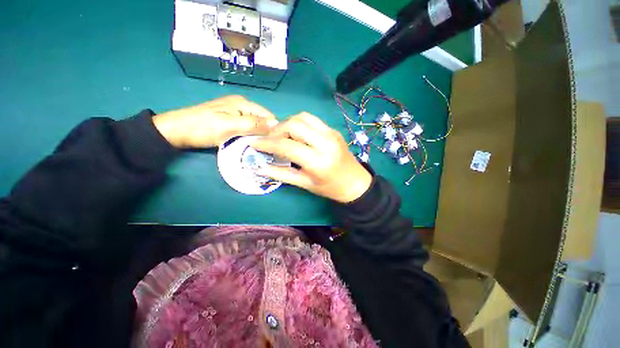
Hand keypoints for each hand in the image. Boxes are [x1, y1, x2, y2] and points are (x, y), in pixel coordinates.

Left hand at [152, 95, 277, 147]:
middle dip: (265, 133)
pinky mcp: (230, 119)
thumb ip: (253, 124)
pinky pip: (246, 128)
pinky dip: (249, 136)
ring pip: (255, 125)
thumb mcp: (230, 126)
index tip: (273, 144)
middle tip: (265, 148)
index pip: (268, 116)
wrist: (176, 131)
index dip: (273, 129)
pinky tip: (248, 143)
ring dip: (257, 136)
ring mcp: (235, 112)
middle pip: (262, 120)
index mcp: (243, 103)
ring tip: (258, 147)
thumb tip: (276, 124)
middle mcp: (242, 105)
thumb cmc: (202, 128)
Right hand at [251, 113, 371, 202]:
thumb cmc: (330, 188)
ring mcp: (331, 133)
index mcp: (318, 161)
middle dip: (276, 130)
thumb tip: (259, 168)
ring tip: (281, 136)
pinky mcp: (333, 130)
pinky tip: (295, 134)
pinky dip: (299, 123)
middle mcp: (325, 142)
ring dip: (287, 123)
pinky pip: (312, 119)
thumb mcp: (305, 184)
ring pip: (302, 117)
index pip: (287, 146)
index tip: (254, 144)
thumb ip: (281, 175)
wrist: (355, 182)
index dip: (267, 144)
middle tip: (269, 141)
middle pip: (294, 124)